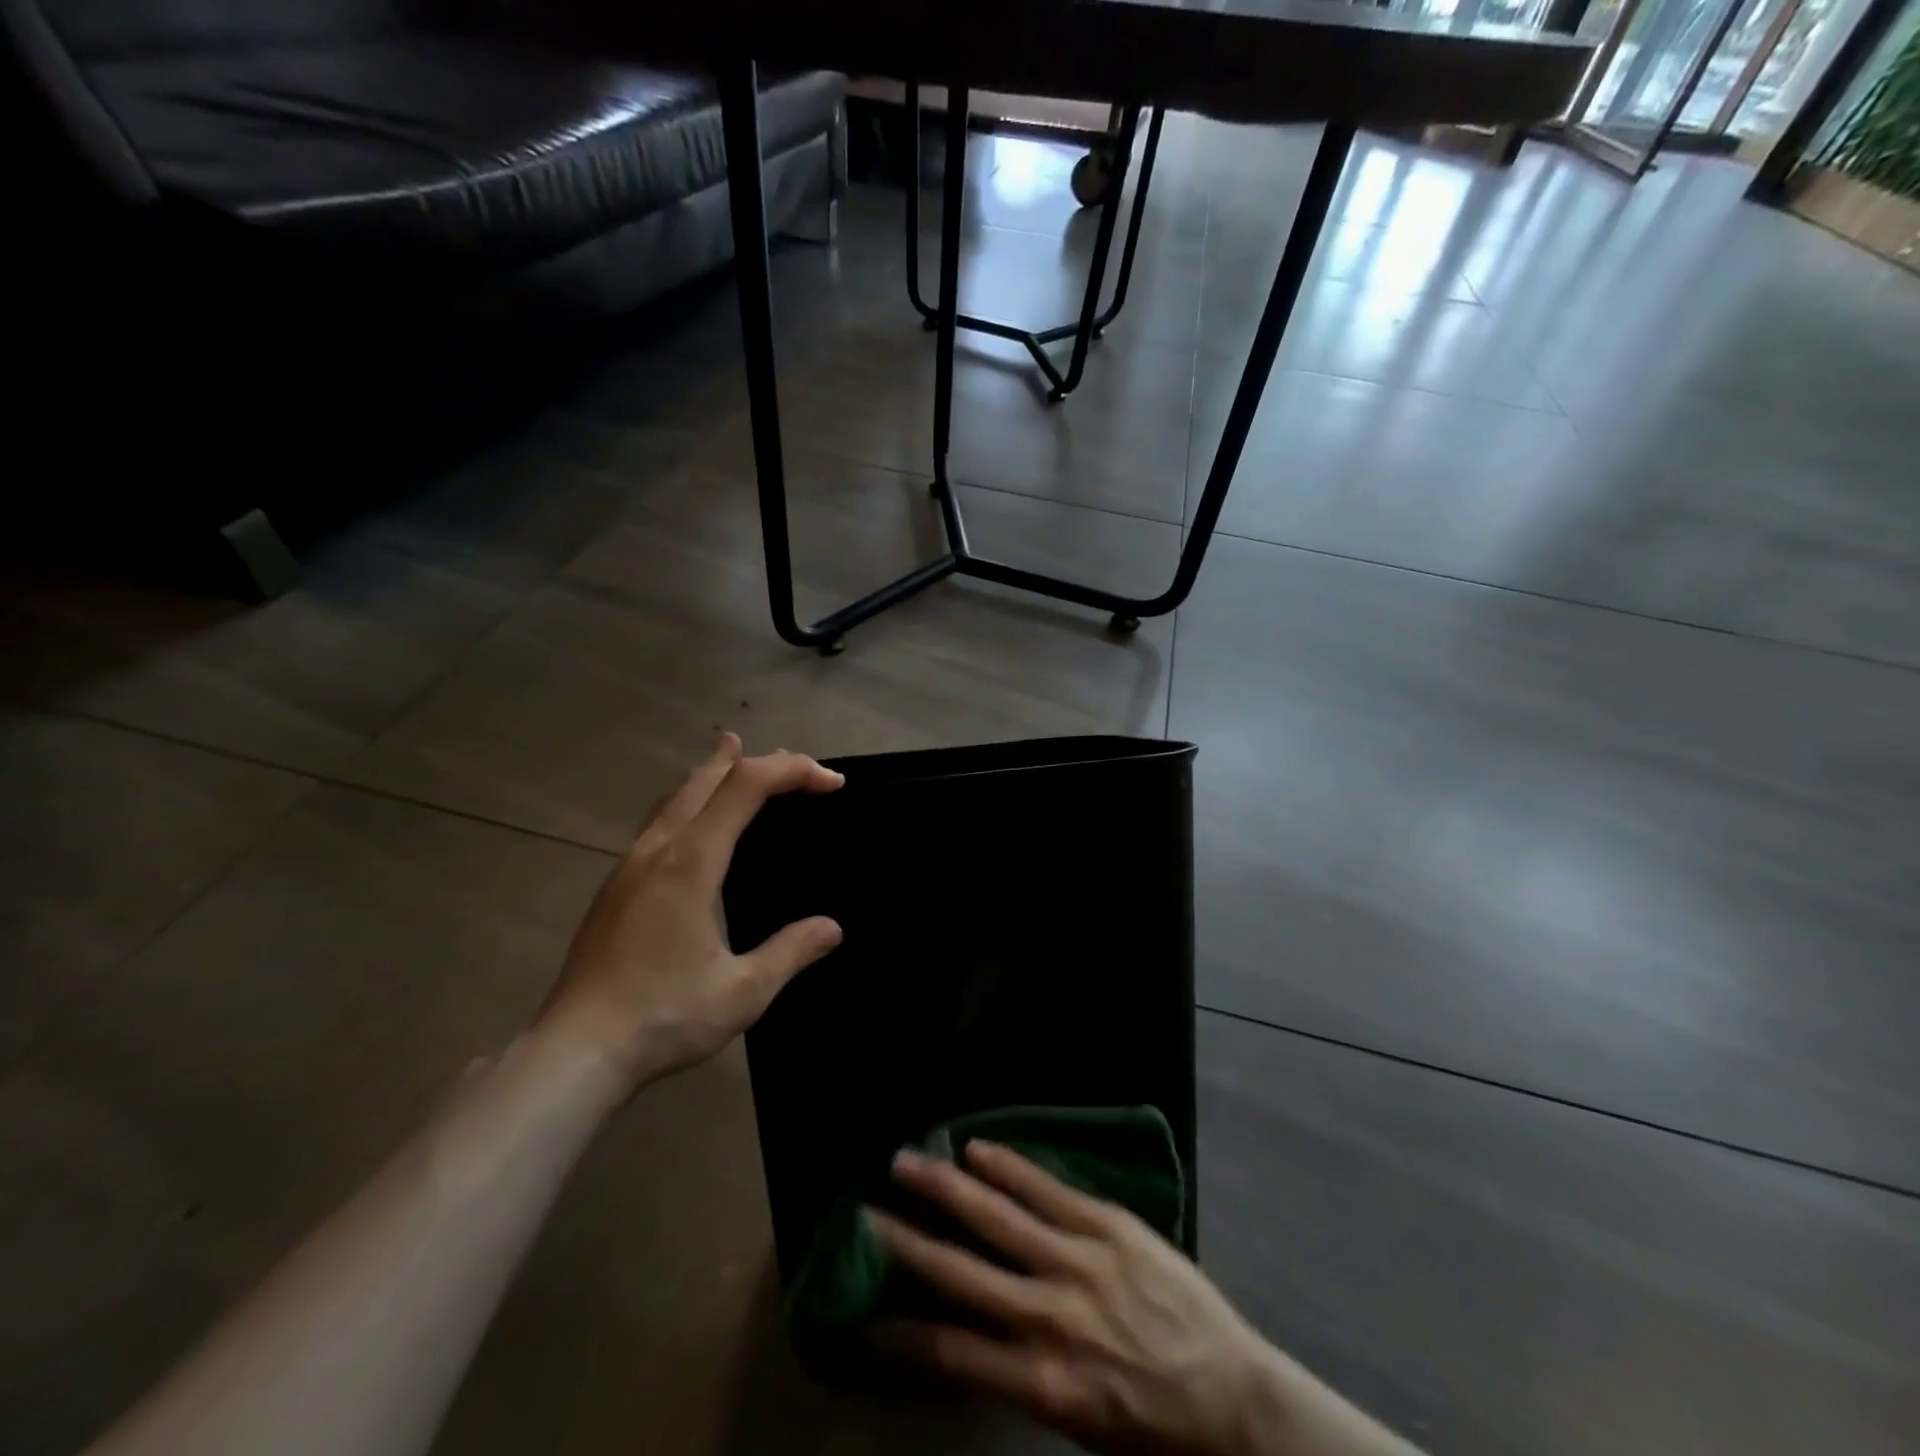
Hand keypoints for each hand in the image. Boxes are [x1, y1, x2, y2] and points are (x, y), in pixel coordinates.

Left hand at [535, 734, 843, 1091]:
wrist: (574, 1052)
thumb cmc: (663, 1017)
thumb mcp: (743, 992)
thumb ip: (791, 952)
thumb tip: (832, 928)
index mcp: (691, 862)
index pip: (747, 787)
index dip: (793, 771)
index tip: (832, 783)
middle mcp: (658, 849)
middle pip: (708, 778)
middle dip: (757, 762)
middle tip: (796, 767)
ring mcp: (630, 865)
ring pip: (676, 795)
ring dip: (714, 772)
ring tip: (736, 755)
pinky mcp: (616, 885)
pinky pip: (659, 819)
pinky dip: (689, 798)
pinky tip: (693, 820)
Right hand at [869, 1143, 1421, 1455]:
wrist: (1234, 1398)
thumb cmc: (1153, 1427)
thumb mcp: (1079, 1425)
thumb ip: (1023, 1374)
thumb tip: (970, 1333)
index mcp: (1042, 1382)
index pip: (951, 1352)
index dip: (900, 1331)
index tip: (860, 1314)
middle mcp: (1051, 1317)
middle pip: (962, 1272)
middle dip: (906, 1241)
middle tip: (862, 1211)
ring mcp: (1080, 1262)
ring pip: (998, 1218)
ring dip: (947, 1188)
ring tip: (905, 1162)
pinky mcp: (1109, 1226)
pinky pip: (1048, 1190)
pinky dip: (1009, 1168)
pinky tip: (977, 1148)